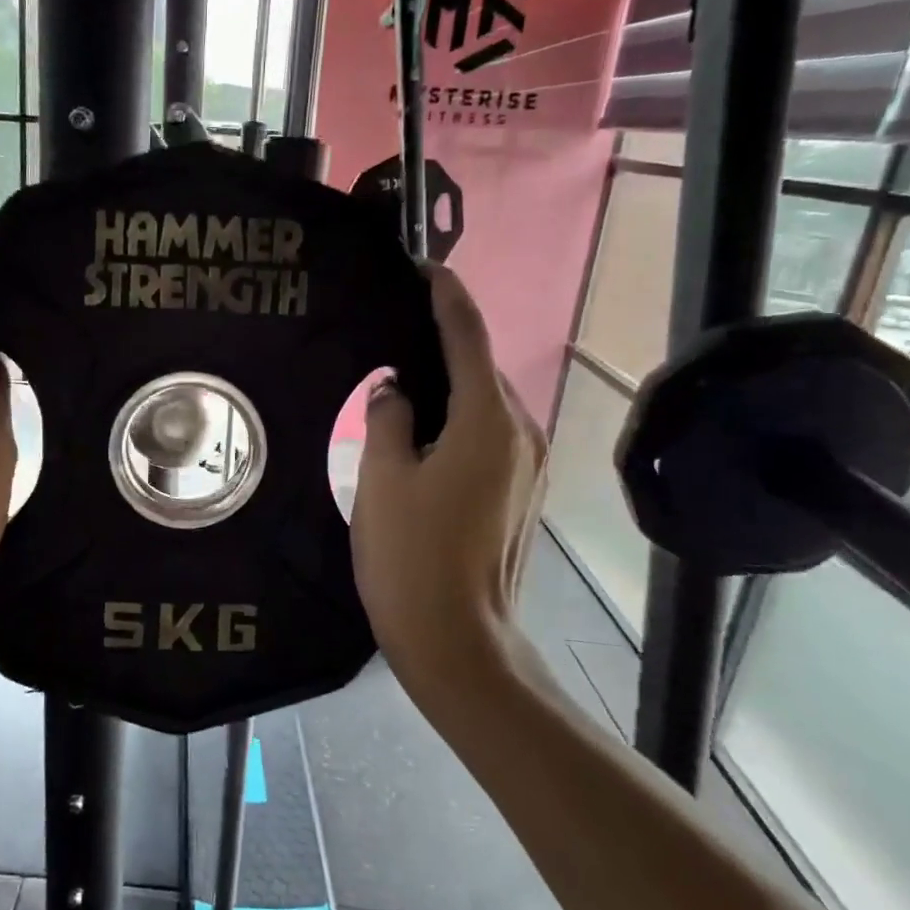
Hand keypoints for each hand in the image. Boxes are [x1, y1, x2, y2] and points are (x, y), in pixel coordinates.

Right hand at [351, 266, 547, 694]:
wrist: (458, 642)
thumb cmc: (411, 557)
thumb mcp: (381, 478)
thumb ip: (387, 418)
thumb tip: (396, 389)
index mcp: (487, 421)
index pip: (468, 336)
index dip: (446, 297)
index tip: (426, 267)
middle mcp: (521, 433)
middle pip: (481, 368)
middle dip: (443, 342)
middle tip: (393, 328)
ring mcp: (529, 465)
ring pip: (485, 404)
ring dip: (449, 385)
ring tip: (402, 378)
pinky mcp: (521, 492)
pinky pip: (489, 435)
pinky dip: (458, 419)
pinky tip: (422, 430)